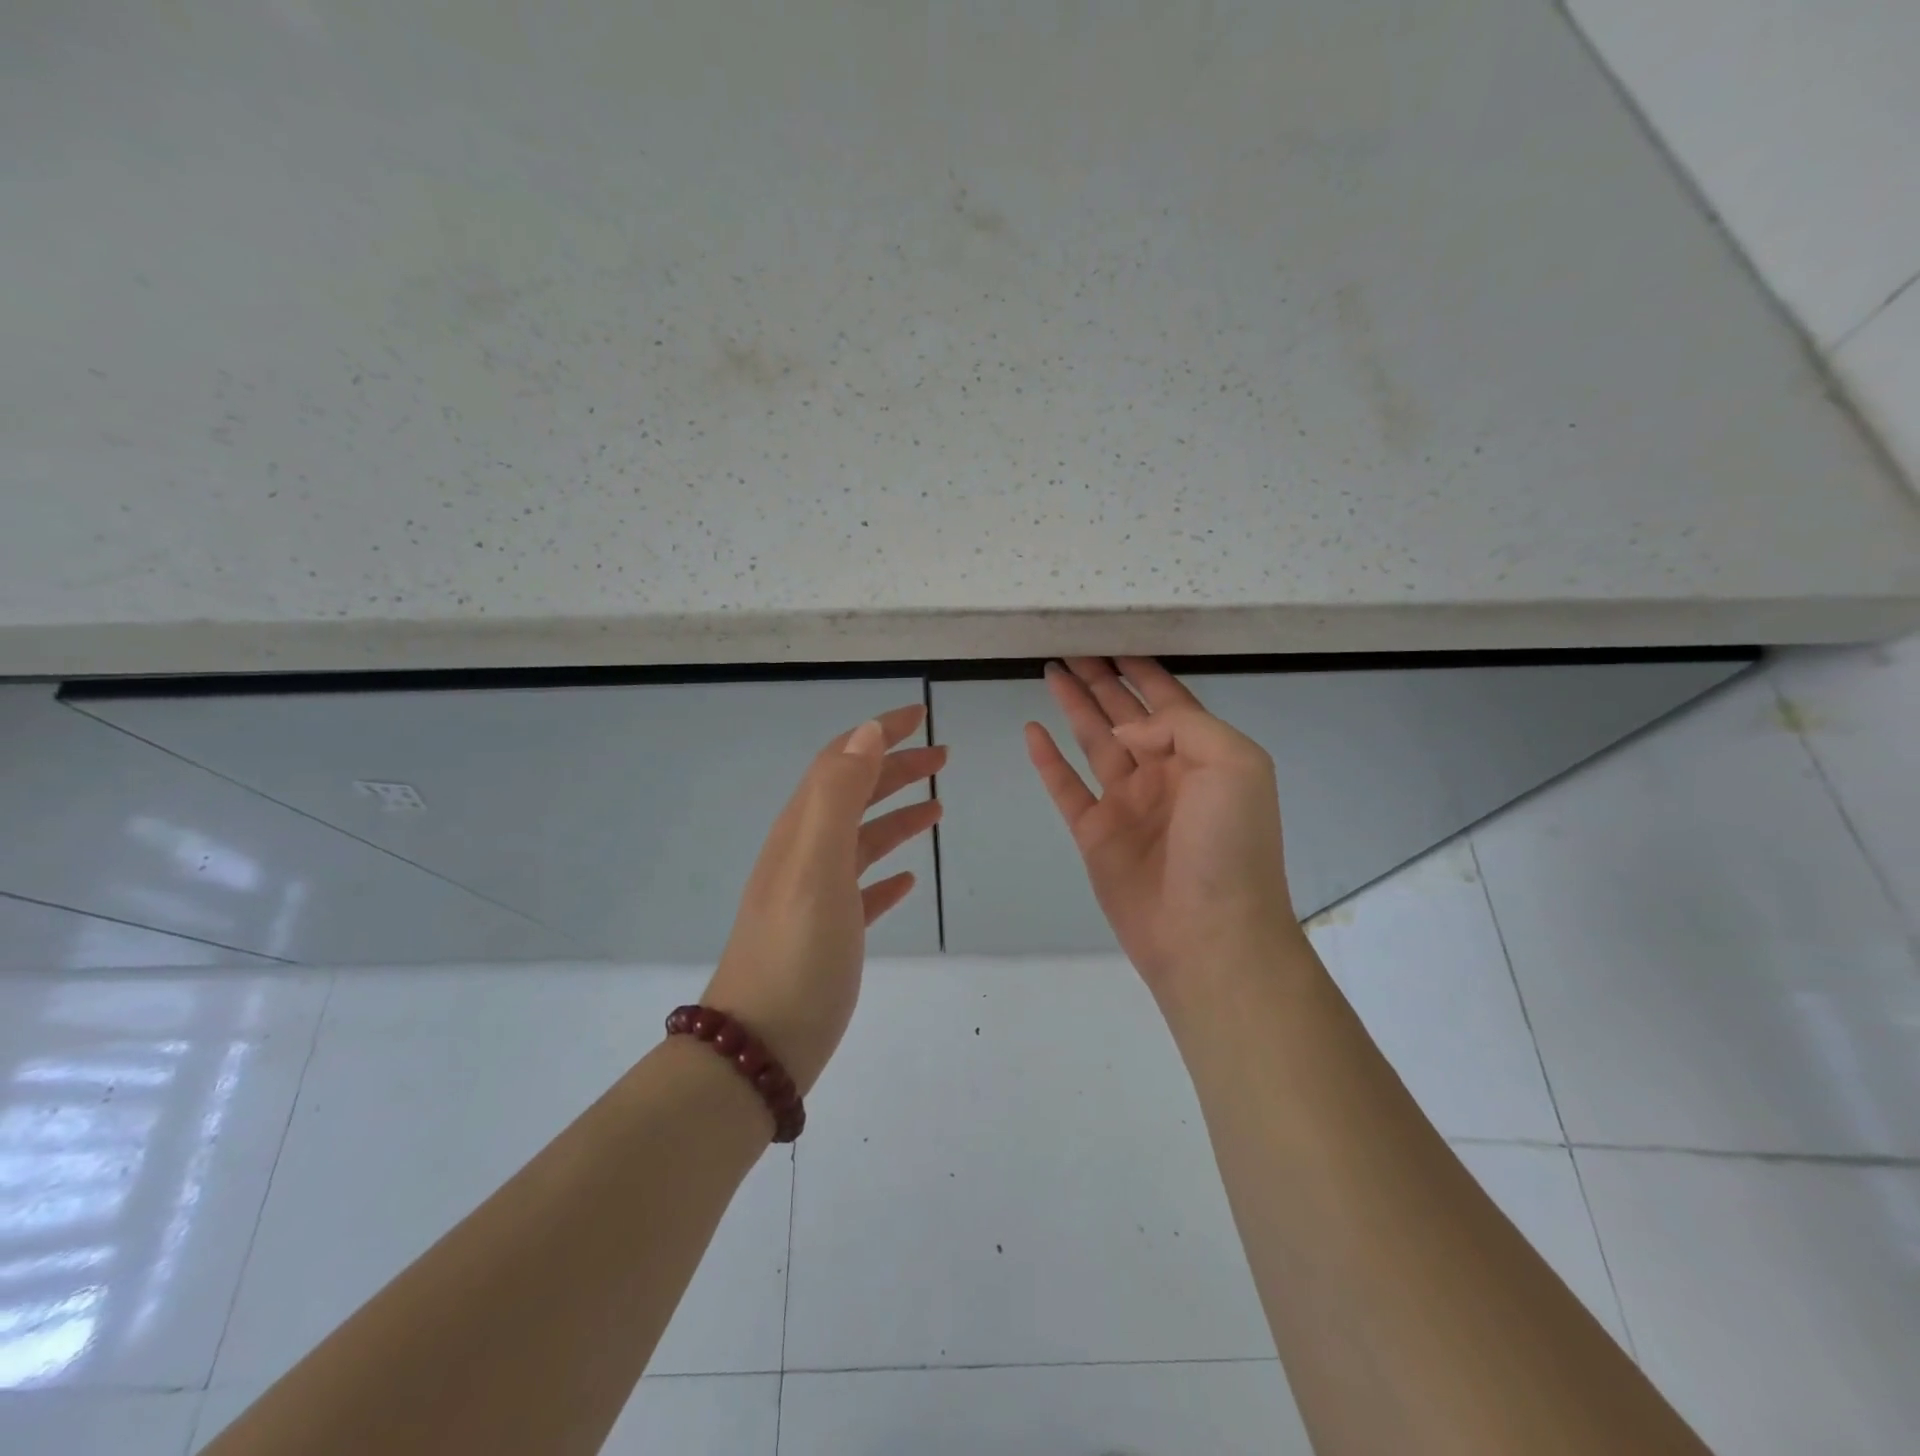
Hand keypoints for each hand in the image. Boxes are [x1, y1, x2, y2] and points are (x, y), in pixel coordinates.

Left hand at [704, 704, 943, 1093]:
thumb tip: (865, 732)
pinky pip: (861, 888)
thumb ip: (839, 794)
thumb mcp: (817, 864)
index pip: (840, 760)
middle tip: (942, 758)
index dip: (878, 733)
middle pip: (853, 794)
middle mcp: (804, 854)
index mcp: (801, 830)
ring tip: (937, 808)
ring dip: (896, 815)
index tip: (919, 716)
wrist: (760, 1047)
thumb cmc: (796, 953)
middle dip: (895, 769)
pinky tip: (908, 881)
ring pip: (860, 839)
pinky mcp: (828, 933)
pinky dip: (886, 873)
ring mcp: (814, 896)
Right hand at [1025, 657, 1299, 998]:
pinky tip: (1032, 731)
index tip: (1114, 641)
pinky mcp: (1095, 833)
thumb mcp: (1234, 765)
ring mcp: (1127, 804)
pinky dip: (1048, 760)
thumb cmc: (1230, 845)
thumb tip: (1128, 727)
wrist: (1209, 933)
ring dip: (1074, 707)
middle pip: (1126, 714)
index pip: (1168, 699)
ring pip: (1094, 742)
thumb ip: (1183, 726)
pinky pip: (1066, 787)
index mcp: (1202, 755)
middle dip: (1101, 680)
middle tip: (1071, 650)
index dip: (1142, 670)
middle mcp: (1163, 773)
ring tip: (1051, 673)